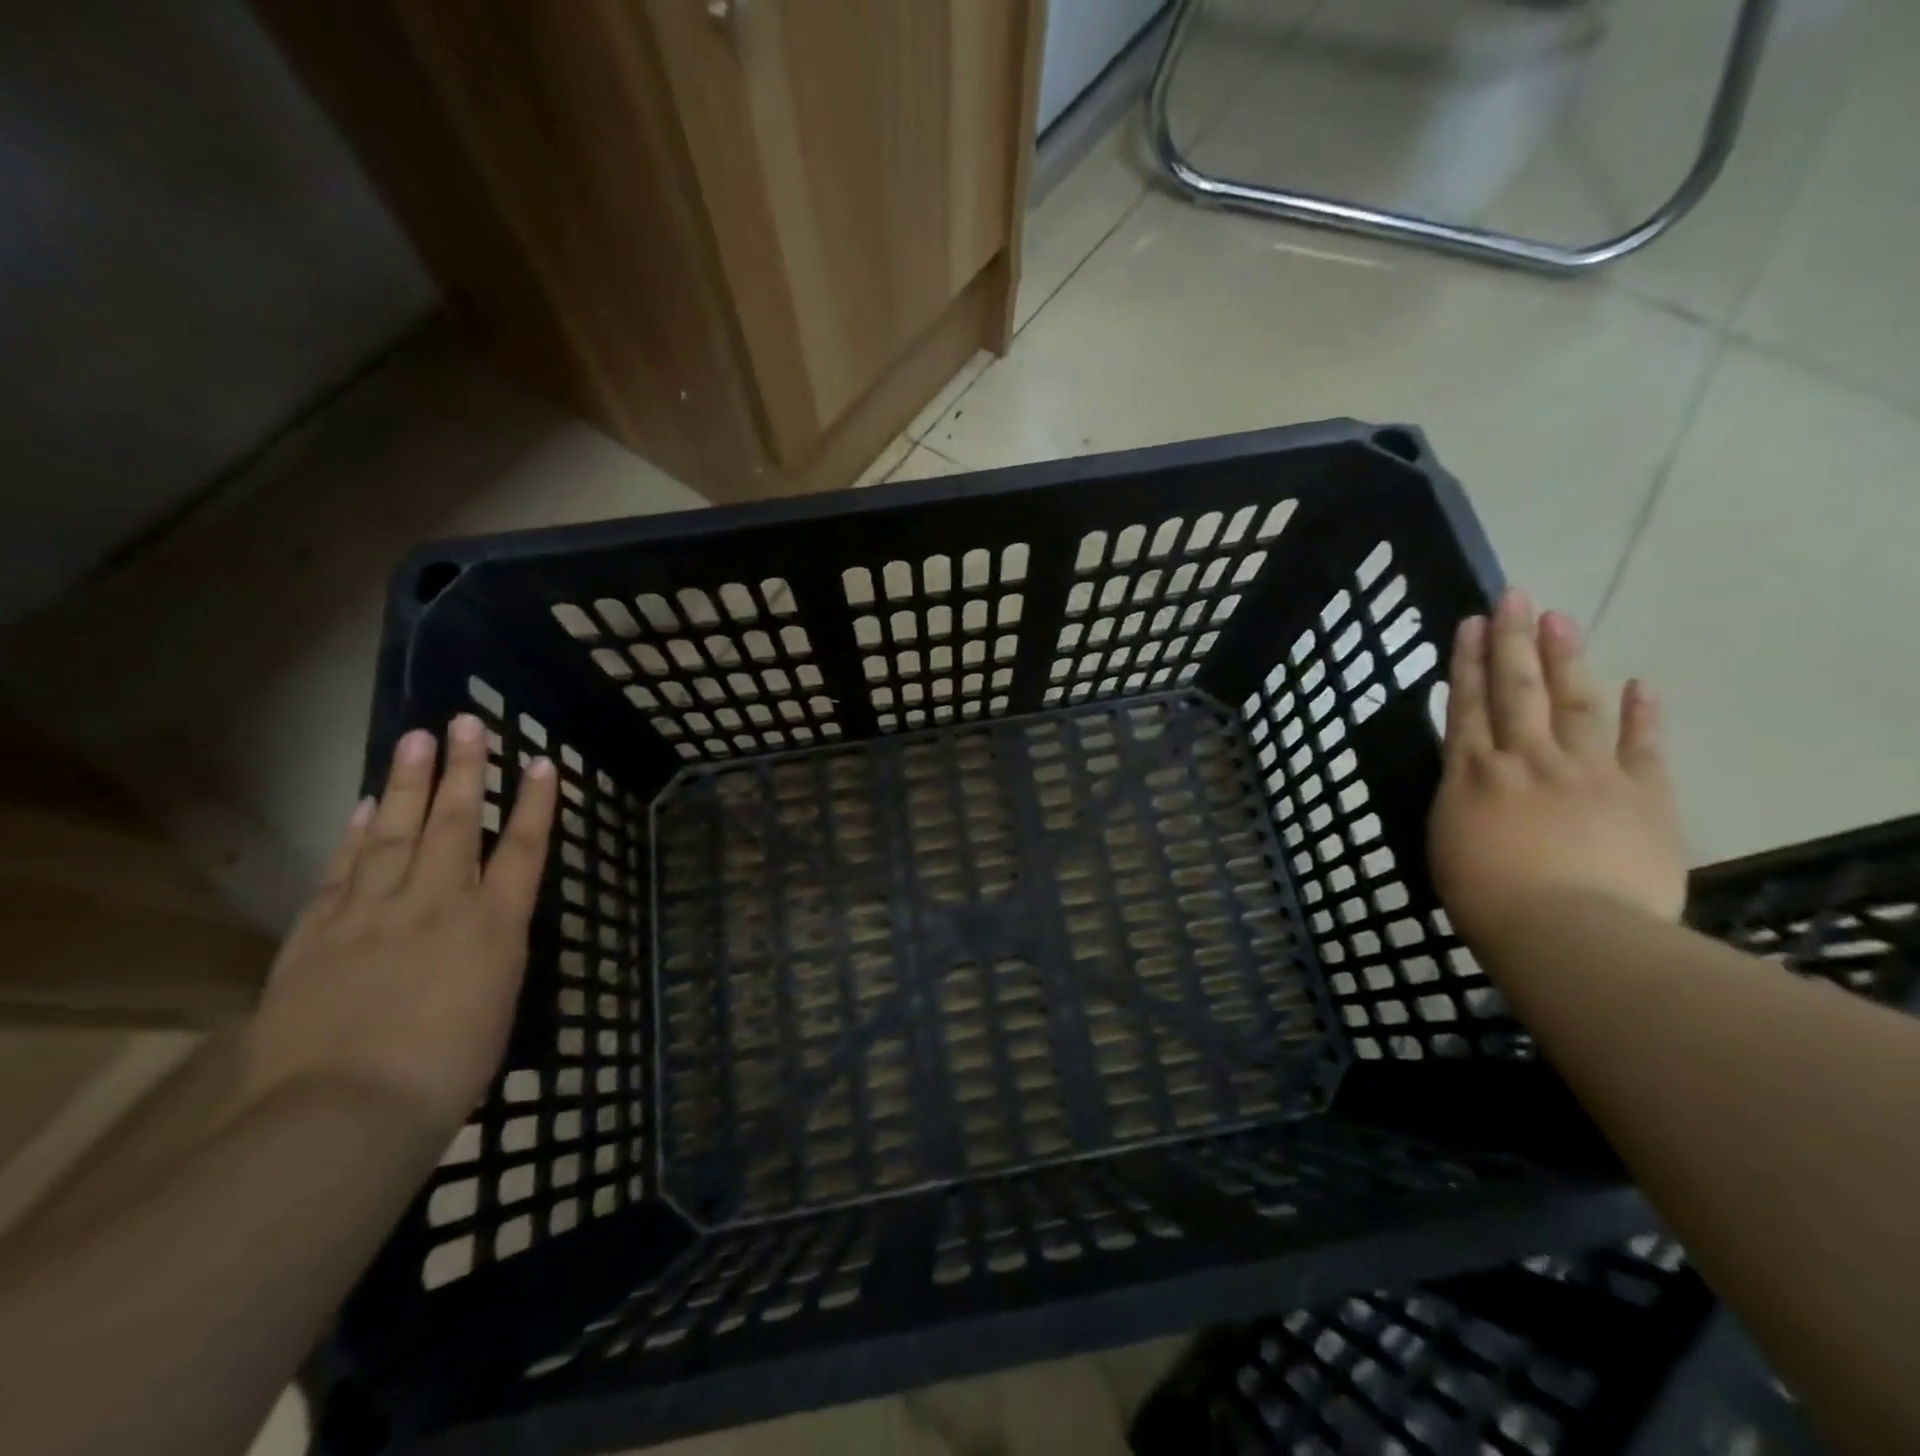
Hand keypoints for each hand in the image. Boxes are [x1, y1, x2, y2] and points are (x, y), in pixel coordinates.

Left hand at [241, 715, 557, 1139]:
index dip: (537, 804)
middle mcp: (440, 903)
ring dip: (411, 784)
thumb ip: (491, 954)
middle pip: (458, 823)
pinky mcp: (319, 932)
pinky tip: (368, 806)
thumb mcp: (496, 1006)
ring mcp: (375, 912)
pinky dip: (357, 833)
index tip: (542, 763)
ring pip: (398, 833)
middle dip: (466, 770)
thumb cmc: (447, 1072)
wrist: (344, 1114)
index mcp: (496, 926)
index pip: (526, 849)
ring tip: (418, 740)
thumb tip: (482, 927)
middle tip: (466, 723)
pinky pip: (344, 869)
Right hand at [1429, 590, 1686, 960]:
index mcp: (1473, 776)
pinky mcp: (1642, 793)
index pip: (1467, 707)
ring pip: (1571, 703)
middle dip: (1512, 641)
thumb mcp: (1448, 845)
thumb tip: (1472, 779)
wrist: (1567, 931)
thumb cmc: (1488, 899)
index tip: (1470, 624)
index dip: (1468, 663)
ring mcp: (1585, 771)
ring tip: (1559, 618)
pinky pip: (1641, 746)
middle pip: (1516, 690)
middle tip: (1512, 596)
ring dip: (1565, 658)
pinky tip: (1641, 682)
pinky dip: (1643, 714)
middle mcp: (1524, 760)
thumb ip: (1461, 802)